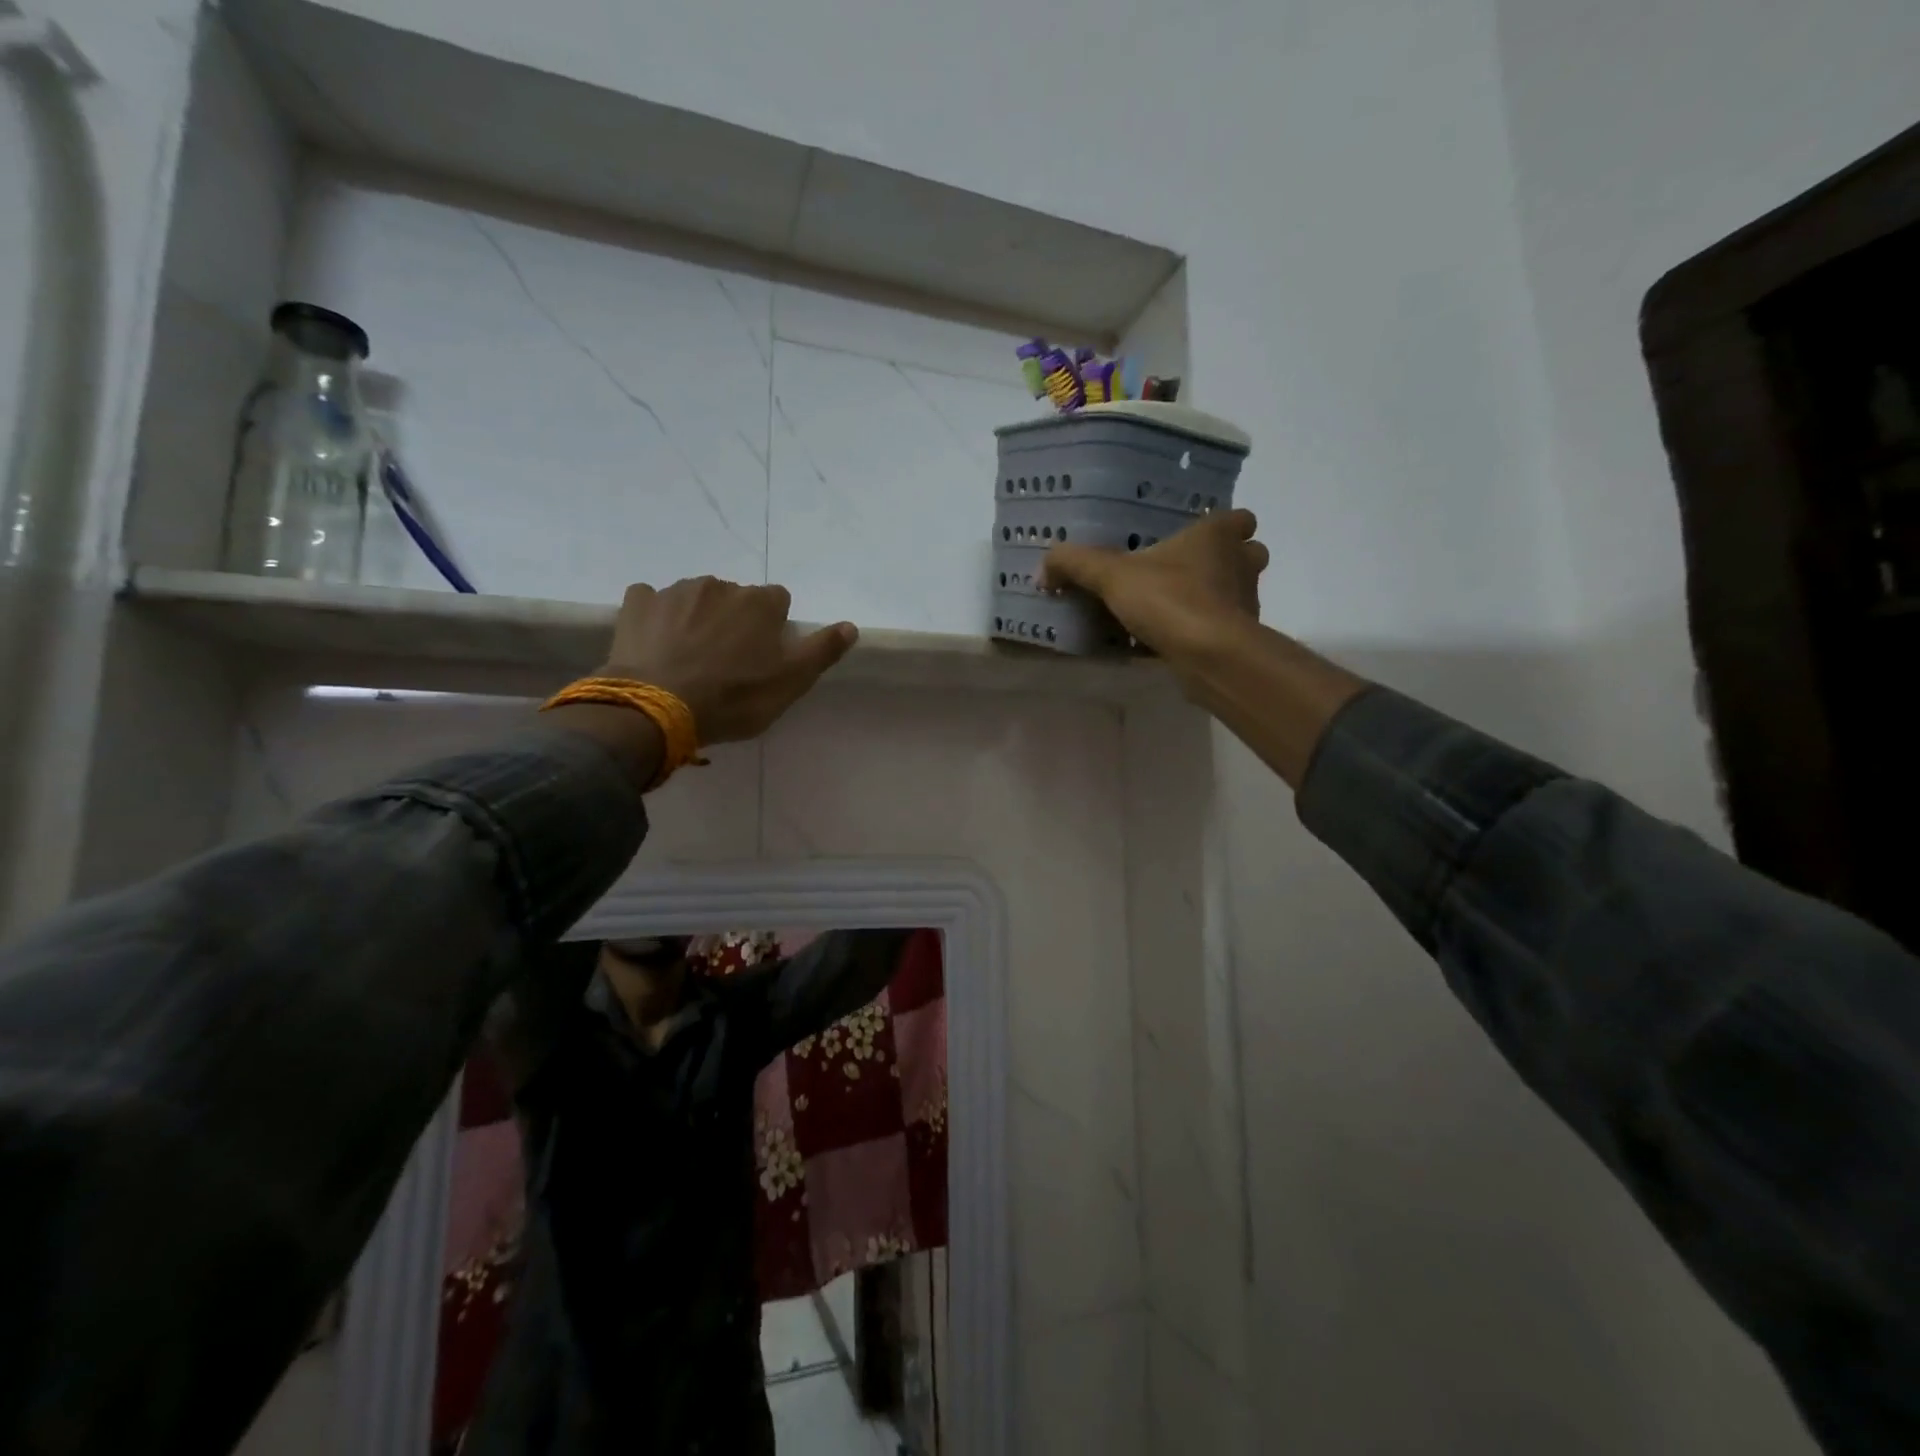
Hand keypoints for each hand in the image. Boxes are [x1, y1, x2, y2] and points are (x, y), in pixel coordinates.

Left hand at [602, 578, 856, 743]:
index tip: (764, 656)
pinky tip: (655, 642)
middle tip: (726, 662)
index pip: (778, 601)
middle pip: (736, 598)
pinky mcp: (637, 604)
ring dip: (698, 618)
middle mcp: (720, 585)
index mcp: (760, 602)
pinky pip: (651, 600)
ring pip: (695, 598)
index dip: (773, 627)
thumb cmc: (735, 697)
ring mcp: (675, 591)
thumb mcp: (792, 682)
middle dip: (734, 621)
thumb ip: (822, 650)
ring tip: (689, 657)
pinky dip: (656, 616)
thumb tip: (850, 626)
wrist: (659, 708)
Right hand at [1042, 508, 1267, 660]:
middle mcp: (1241, 564)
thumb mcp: (1111, 576)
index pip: (1240, 518)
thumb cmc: (1170, 599)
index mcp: (1216, 536)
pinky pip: (1224, 628)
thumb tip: (1043, 570)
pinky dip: (1206, 631)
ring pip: (1238, 591)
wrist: (1211, 655)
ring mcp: (1246, 602)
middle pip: (1246, 554)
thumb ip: (1076, 565)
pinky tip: (1176, 642)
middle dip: (1224, 561)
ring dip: (1216, 597)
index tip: (1198, 537)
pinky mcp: (1242, 638)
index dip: (1224, 526)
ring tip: (1178, 608)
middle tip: (1186, 572)